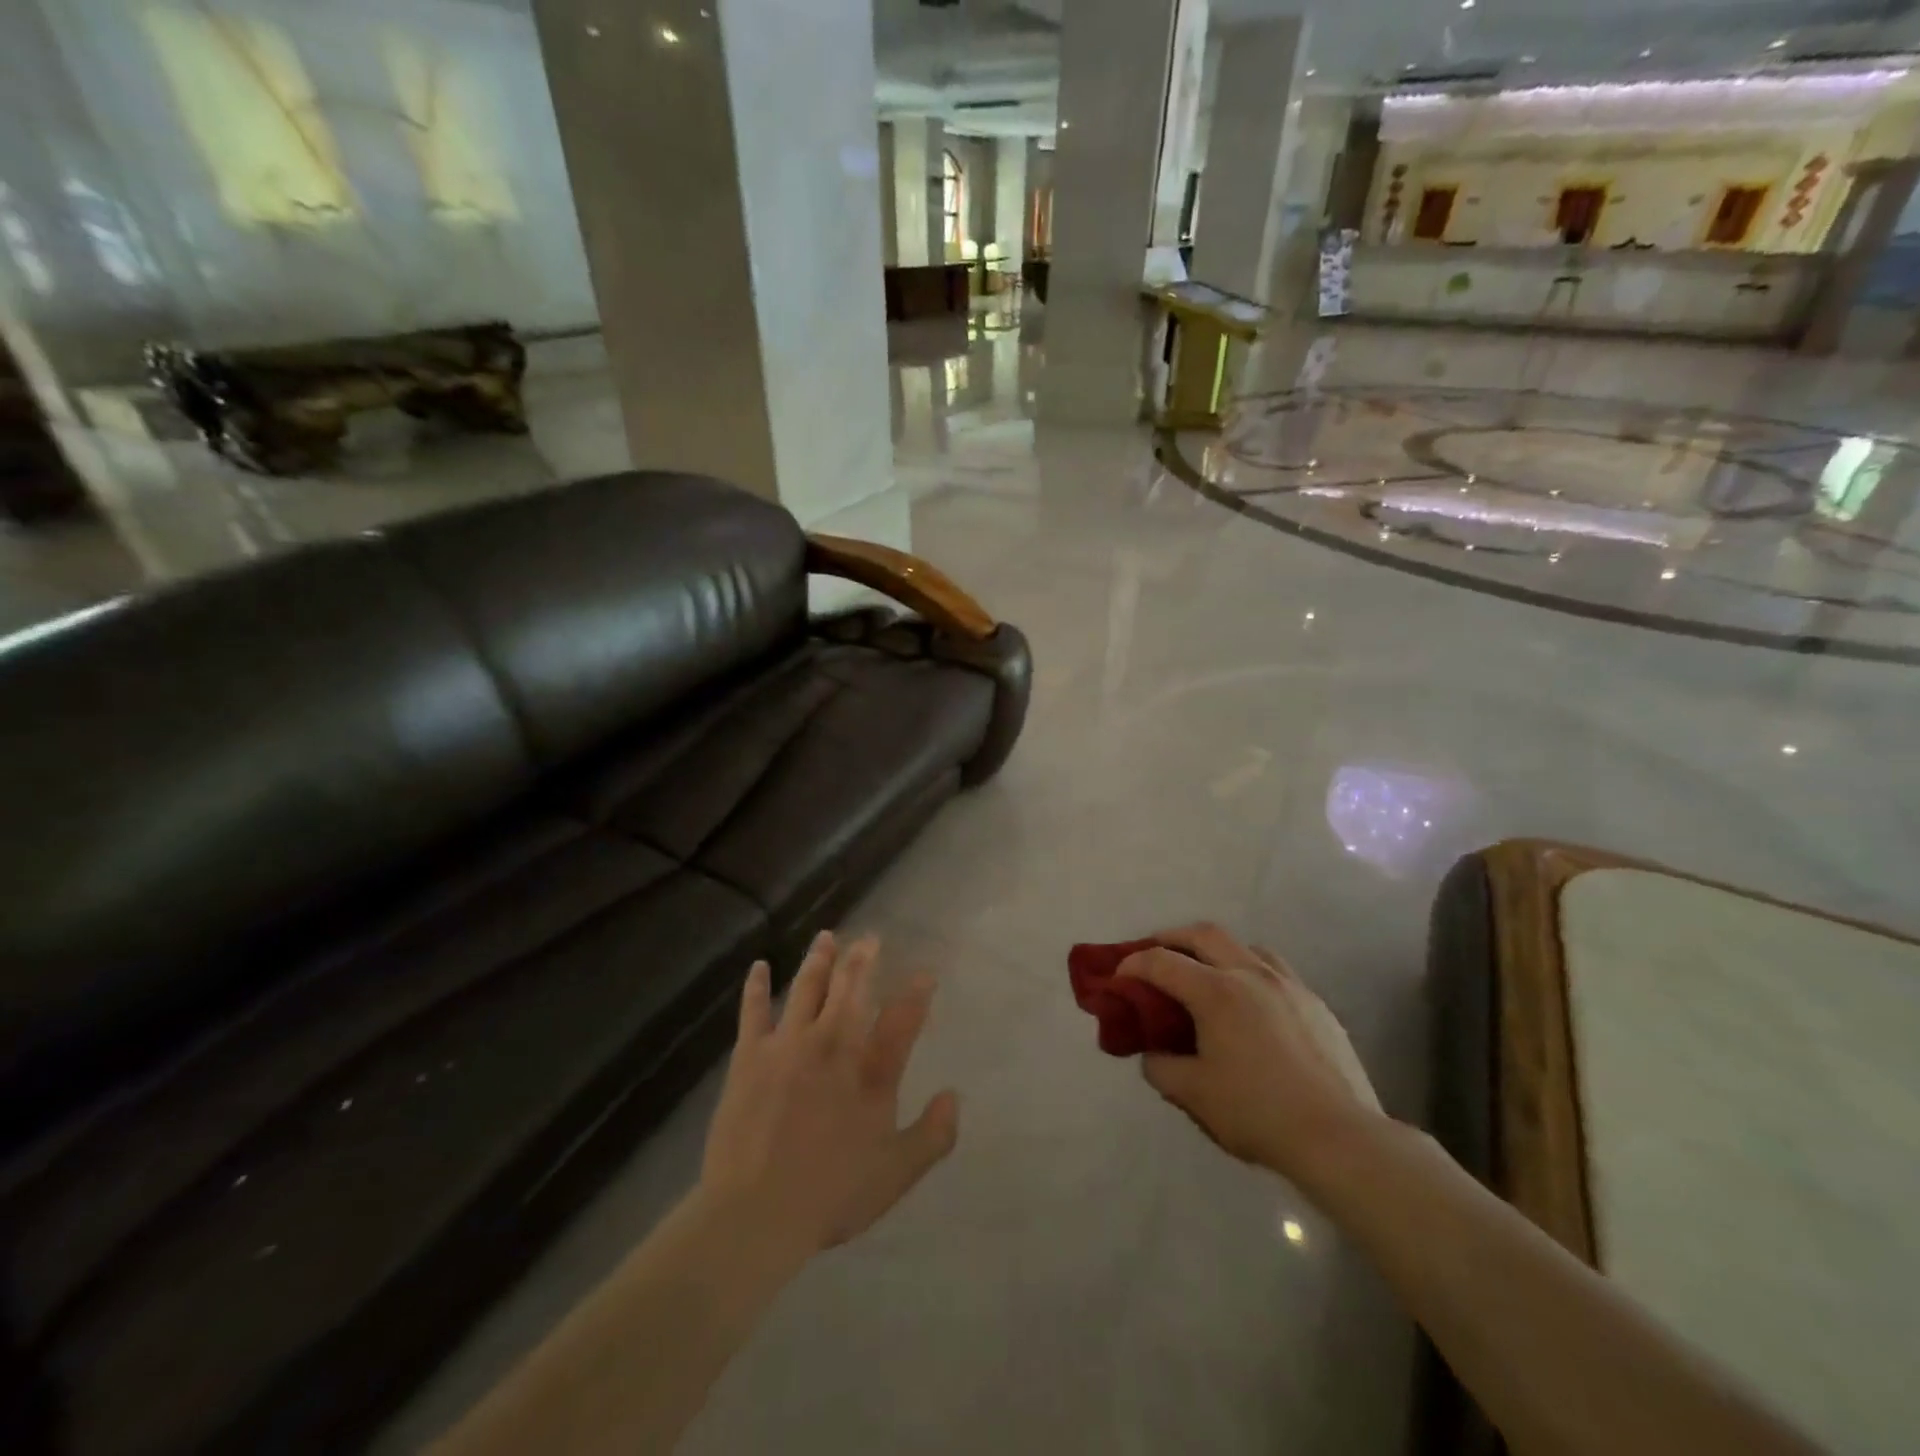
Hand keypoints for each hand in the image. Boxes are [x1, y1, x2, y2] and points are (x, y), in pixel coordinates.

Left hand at [699, 931, 959, 1257]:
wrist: (756, 1213)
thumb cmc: (831, 1195)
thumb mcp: (896, 1174)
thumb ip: (932, 1135)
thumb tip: (954, 1096)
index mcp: (871, 1072)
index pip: (902, 1020)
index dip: (917, 994)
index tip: (925, 973)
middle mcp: (833, 1044)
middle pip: (852, 989)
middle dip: (863, 960)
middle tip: (870, 938)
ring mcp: (789, 1045)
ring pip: (807, 988)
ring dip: (819, 960)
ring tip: (827, 936)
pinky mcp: (751, 1056)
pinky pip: (754, 1011)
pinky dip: (757, 987)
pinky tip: (759, 966)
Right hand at [1120, 923, 1385, 1185]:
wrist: (1340, 1137)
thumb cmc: (1258, 1112)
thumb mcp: (1194, 1095)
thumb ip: (1161, 1067)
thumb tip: (1154, 1054)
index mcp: (1216, 992)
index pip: (1161, 961)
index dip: (1133, 964)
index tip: (1119, 978)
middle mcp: (1250, 974)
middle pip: (1203, 934)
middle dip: (1171, 938)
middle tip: (1156, 956)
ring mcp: (1288, 984)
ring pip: (1244, 946)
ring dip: (1217, 951)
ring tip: (1207, 976)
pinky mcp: (1316, 1003)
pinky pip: (1275, 971)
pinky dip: (1251, 973)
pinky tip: (1253, 1006)